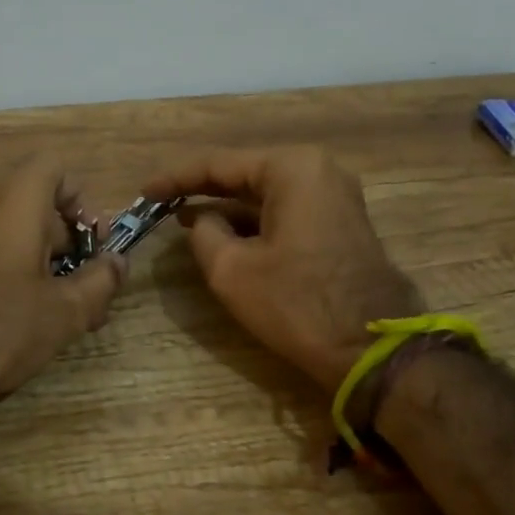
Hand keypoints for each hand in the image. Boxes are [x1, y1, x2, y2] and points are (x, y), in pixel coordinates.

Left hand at [0, 156, 128, 420]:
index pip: (52, 167)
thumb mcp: (65, 312)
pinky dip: (19, 273)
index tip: (94, 240)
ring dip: (48, 262)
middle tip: (89, 284)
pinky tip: (28, 320)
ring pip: (17, 233)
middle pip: (38, 203)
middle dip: (71, 239)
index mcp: (17, 207)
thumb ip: (101, 282)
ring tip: (64, 311)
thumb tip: (118, 262)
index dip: (81, 197)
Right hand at [143, 146, 422, 391]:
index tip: (144, 194)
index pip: (219, 164)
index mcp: (292, 168)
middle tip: (160, 203)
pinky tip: (224, 233)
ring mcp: (334, 196)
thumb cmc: (297, 303)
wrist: (370, 350)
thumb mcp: (232, 270)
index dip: (175, 178)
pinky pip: (285, 211)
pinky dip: (252, 221)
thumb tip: (204, 220)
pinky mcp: (339, 223)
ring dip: (226, 206)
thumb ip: (203, 233)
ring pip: (265, 194)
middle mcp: (318, 170)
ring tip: (183, 217)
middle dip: (201, 189)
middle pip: (244, 174)